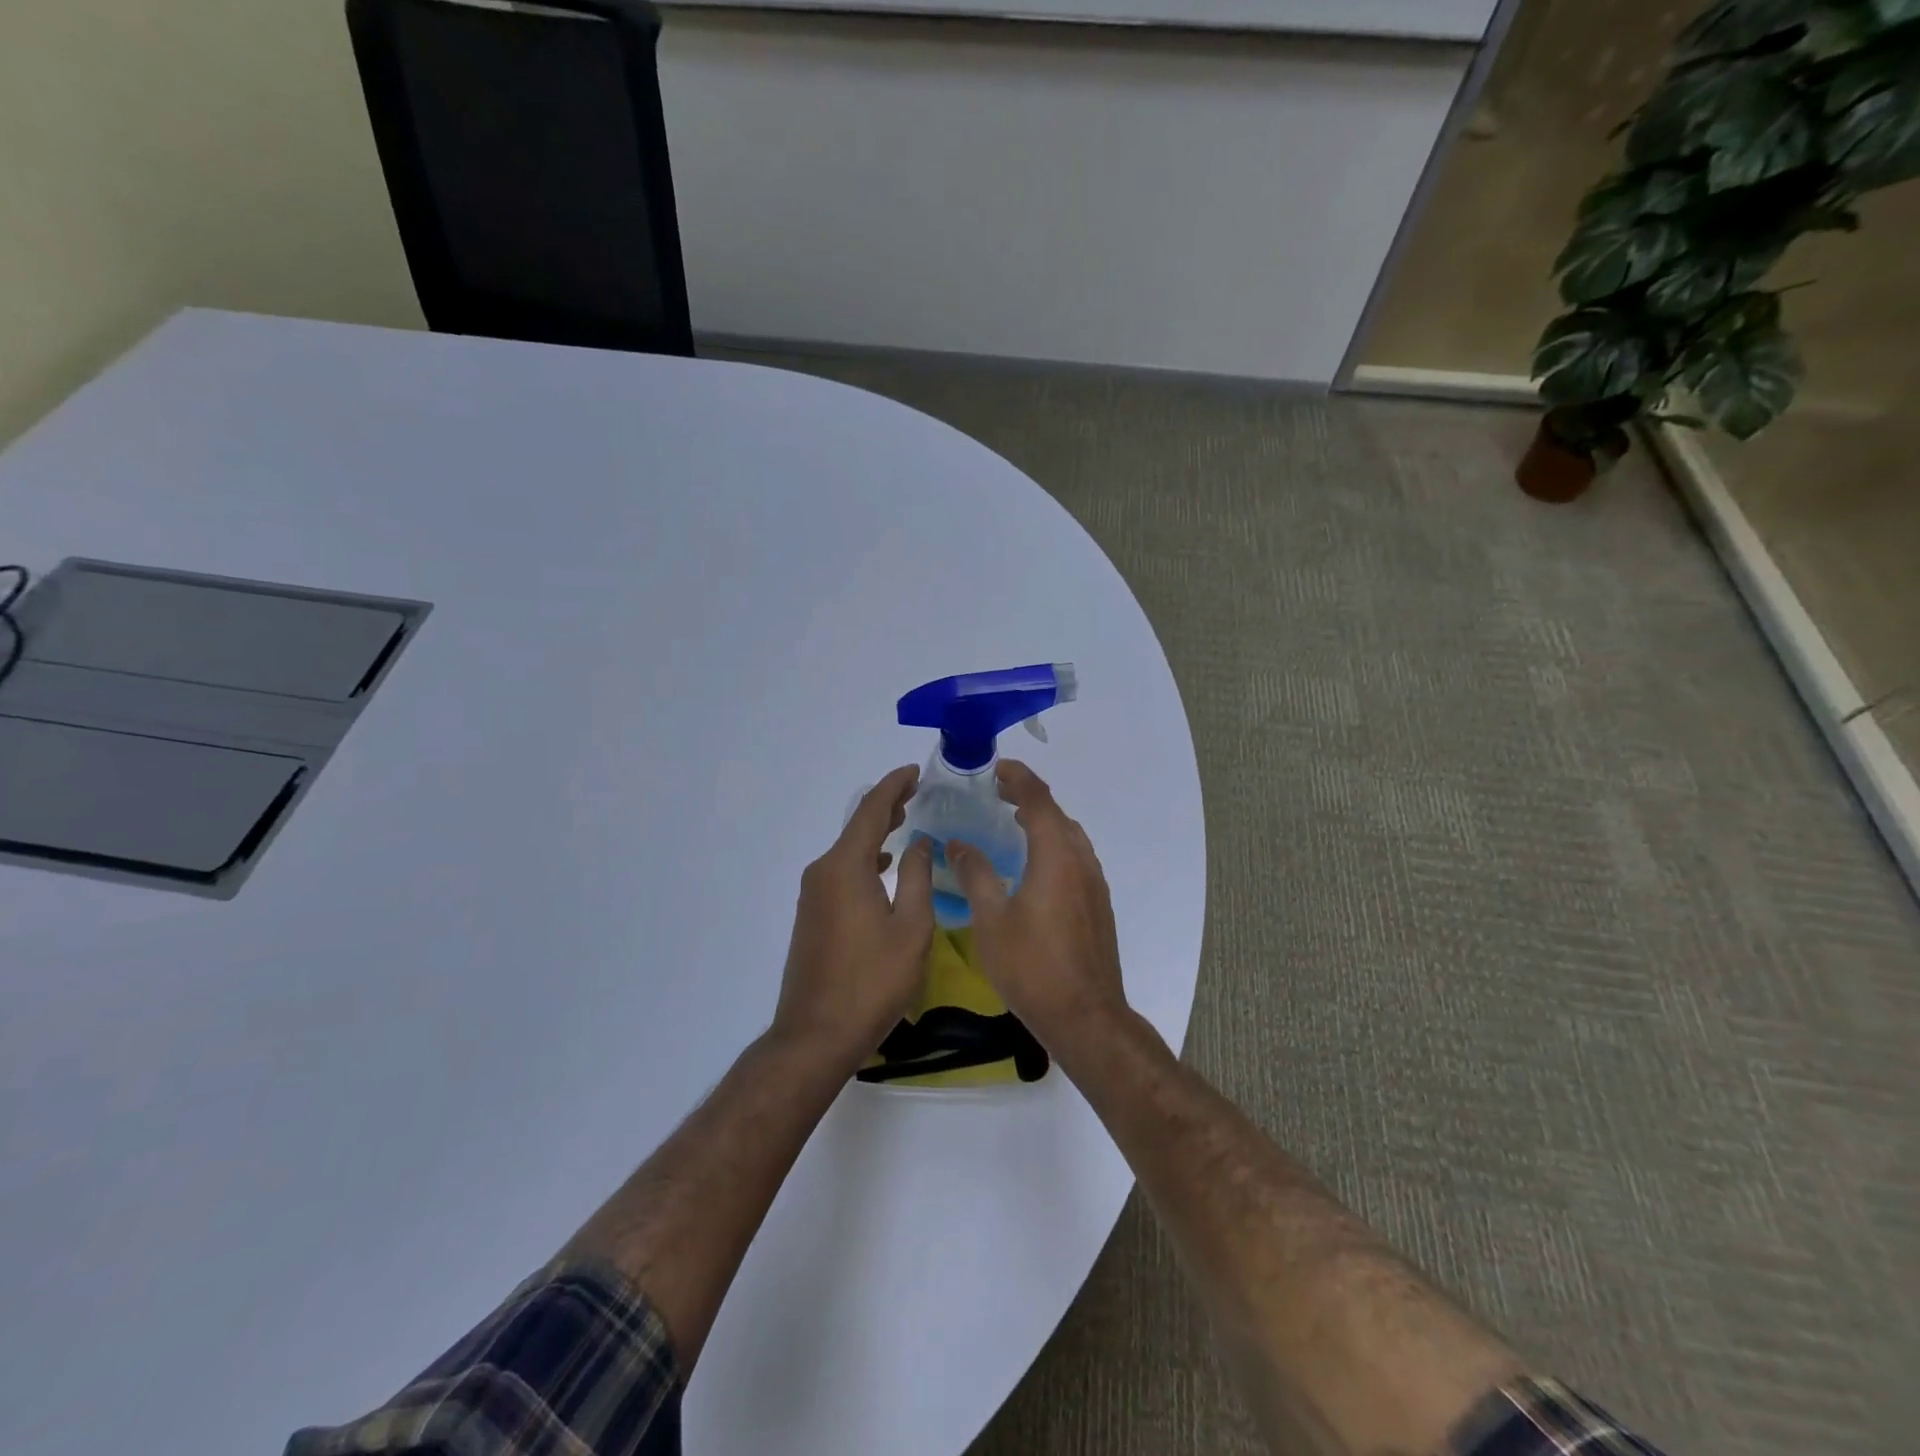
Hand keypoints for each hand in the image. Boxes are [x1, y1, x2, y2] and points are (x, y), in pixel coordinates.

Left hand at [772, 764, 935, 1072]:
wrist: (816, 1034)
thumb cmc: (872, 981)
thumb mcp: (911, 928)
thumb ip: (917, 876)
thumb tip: (920, 841)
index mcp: (846, 867)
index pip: (870, 811)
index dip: (894, 787)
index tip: (914, 772)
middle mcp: (822, 872)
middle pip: (856, 826)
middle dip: (885, 805)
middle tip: (915, 791)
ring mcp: (812, 895)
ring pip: (847, 849)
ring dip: (875, 832)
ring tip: (904, 821)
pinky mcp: (811, 915)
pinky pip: (840, 871)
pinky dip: (864, 858)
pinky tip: (882, 866)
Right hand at [947, 760, 1128, 1053]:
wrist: (1085, 1016)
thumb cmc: (1032, 967)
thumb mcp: (991, 920)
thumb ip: (975, 875)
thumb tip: (958, 844)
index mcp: (1056, 856)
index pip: (1038, 800)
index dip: (1018, 778)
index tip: (996, 768)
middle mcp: (1081, 861)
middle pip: (1057, 814)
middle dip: (1028, 797)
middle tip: (997, 793)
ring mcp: (1095, 883)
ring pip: (1070, 836)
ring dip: (1044, 820)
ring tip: (1014, 822)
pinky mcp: (1098, 904)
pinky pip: (1076, 857)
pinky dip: (1054, 844)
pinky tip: (1035, 865)